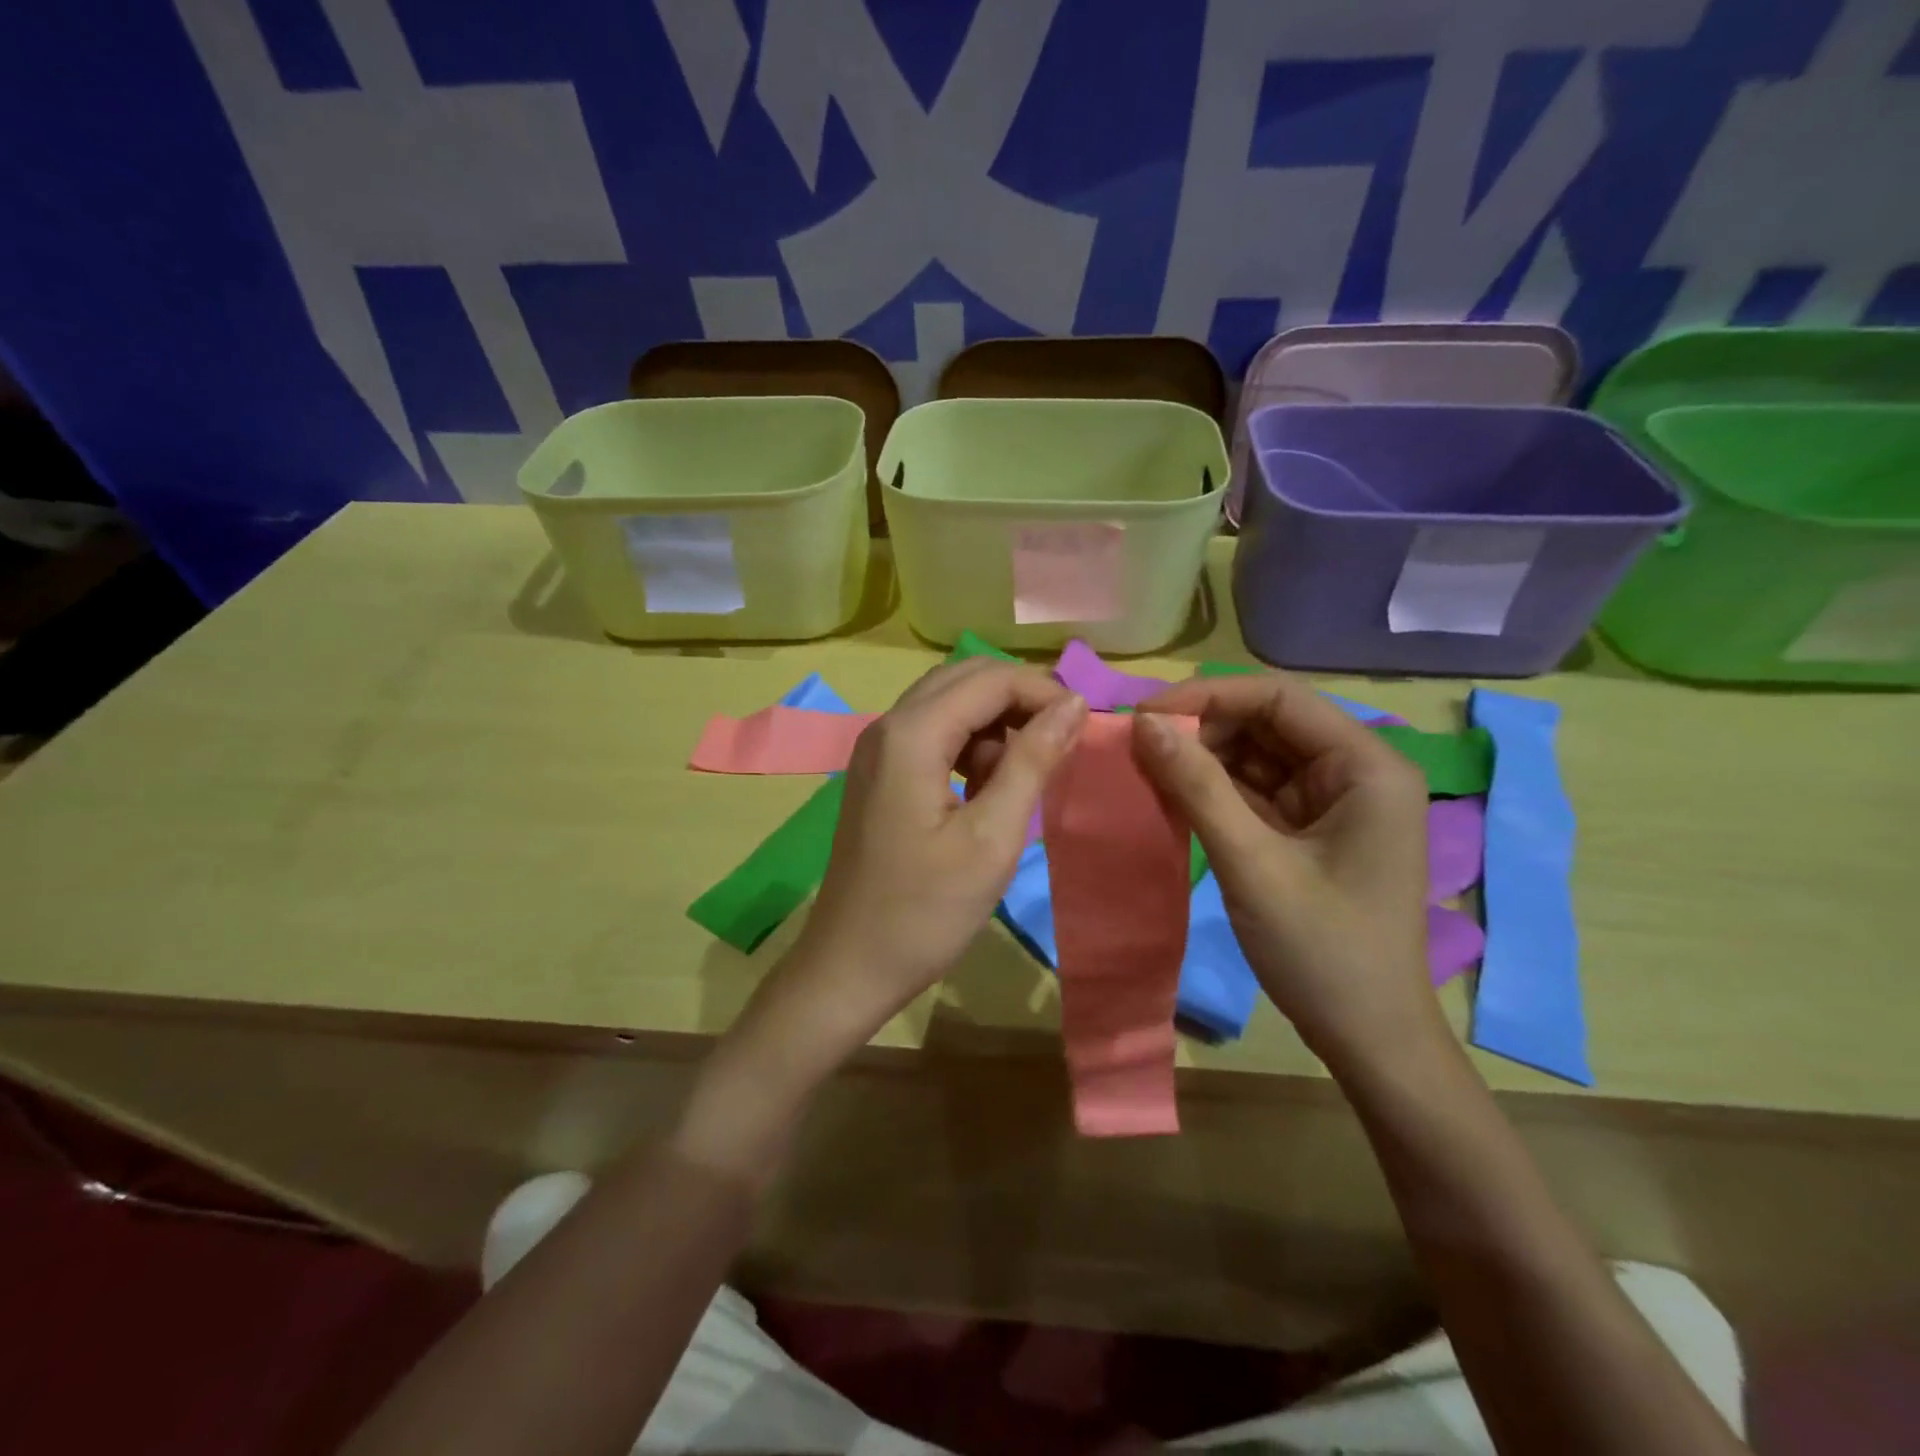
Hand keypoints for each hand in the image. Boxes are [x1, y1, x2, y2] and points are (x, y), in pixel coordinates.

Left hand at [794, 659, 1087, 1034]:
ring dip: (994, 725)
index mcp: (911, 734)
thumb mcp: (992, 837)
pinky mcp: (879, 774)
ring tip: (1023, 776)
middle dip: (1020, 700)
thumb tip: (1074, 704)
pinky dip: (968, 746)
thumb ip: (1033, 762)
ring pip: (948, 704)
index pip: (990, 679)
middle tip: (1061, 744)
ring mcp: (877, 750)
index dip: (1043, 692)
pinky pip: (932, 735)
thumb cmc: (925, 911)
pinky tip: (985, 790)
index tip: (1086, 728)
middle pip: (965, 680)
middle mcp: (887, 726)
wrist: (850, 966)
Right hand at [1132, 671, 1437, 1071]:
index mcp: (1365, 766)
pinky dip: (1213, 792)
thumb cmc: (1322, 951)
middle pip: (1267, 723)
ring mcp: (1333, 802)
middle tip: (1136, 747)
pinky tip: (1171, 796)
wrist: (1368, 1041)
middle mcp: (1355, 771)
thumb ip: (1197, 787)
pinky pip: (1255, 792)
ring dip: (1202, 760)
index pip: (1278, 698)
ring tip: (1145, 770)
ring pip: (1256, 756)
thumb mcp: (1252, 863)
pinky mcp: (1311, 831)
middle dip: (1201, 729)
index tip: (1143, 715)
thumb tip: (1143, 723)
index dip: (1207, 696)